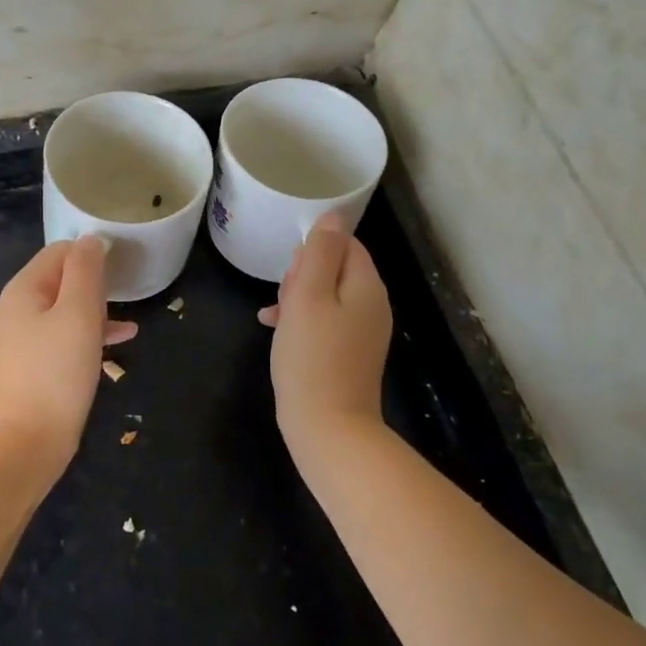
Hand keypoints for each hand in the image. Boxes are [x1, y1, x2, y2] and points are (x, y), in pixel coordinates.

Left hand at [0, 238, 137, 473]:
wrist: (27, 441)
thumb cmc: (56, 370)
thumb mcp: (78, 312)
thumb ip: (85, 271)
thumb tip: (91, 240)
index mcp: (24, 289)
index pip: (60, 252)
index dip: (91, 252)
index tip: (123, 264)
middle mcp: (19, 308)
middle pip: (62, 279)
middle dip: (96, 282)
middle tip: (126, 292)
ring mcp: (25, 339)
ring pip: (67, 309)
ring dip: (98, 309)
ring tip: (129, 317)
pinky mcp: (36, 365)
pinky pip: (66, 336)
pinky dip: (91, 334)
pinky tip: (121, 341)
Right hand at [258, 214, 392, 434]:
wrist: (329, 429)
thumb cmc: (312, 357)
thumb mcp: (307, 297)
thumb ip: (318, 253)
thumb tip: (331, 217)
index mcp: (366, 286)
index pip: (345, 244)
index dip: (313, 249)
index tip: (290, 273)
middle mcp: (372, 306)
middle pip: (335, 269)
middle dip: (303, 275)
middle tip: (282, 297)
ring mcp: (362, 333)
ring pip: (326, 296)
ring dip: (297, 298)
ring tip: (274, 315)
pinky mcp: (349, 355)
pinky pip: (325, 323)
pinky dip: (301, 321)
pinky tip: (275, 330)